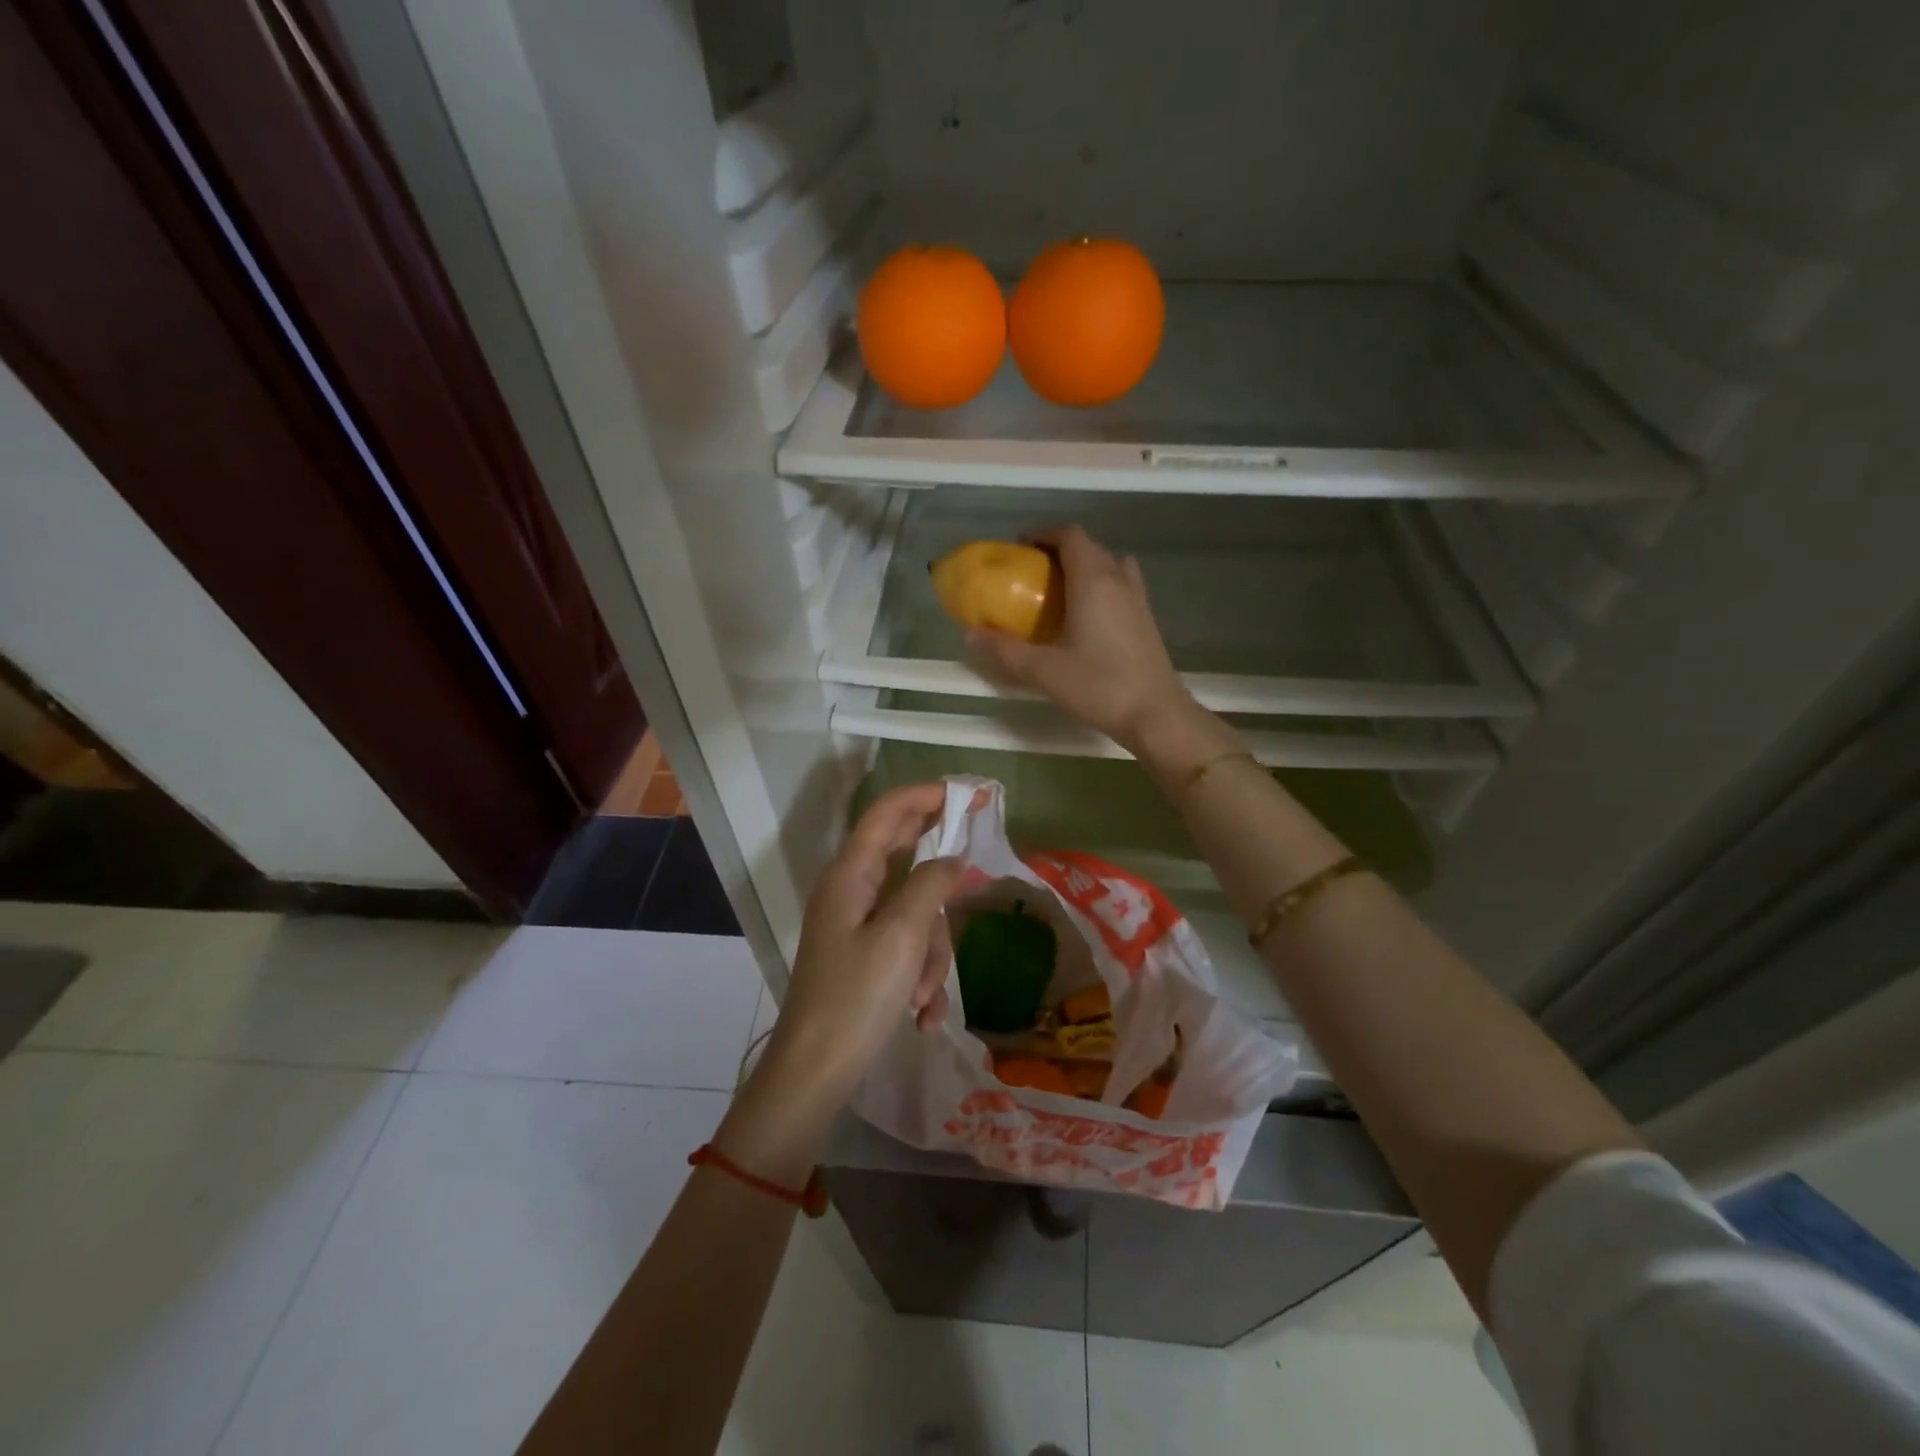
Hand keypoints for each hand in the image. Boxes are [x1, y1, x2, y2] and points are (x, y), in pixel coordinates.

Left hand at [718, 785, 961, 1178]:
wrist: (813, 1074)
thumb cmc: (855, 998)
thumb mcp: (901, 937)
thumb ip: (931, 886)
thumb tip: (955, 859)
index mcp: (851, 874)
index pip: (889, 812)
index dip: (928, 795)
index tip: (971, 796)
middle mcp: (851, 890)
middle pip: (905, 858)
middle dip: (940, 881)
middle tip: (973, 873)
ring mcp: (857, 924)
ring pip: (915, 911)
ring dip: (931, 950)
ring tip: (924, 995)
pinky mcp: (864, 955)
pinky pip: (906, 947)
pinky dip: (919, 975)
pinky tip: (921, 1016)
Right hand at [967, 525, 1192, 753]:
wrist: (1156, 714)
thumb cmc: (1100, 685)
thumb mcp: (1044, 670)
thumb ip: (1005, 651)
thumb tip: (971, 635)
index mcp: (1093, 581)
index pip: (1070, 535)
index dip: (1043, 534)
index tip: (1020, 549)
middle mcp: (1118, 580)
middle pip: (1090, 547)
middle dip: (1060, 551)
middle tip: (1033, 574)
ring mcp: (1137, 599)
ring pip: (1110, 564)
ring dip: (1085, 566)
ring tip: (1061, 591)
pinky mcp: (1146, 619)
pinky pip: (1122, 585)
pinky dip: (1101, 586)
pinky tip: (1086, 617)